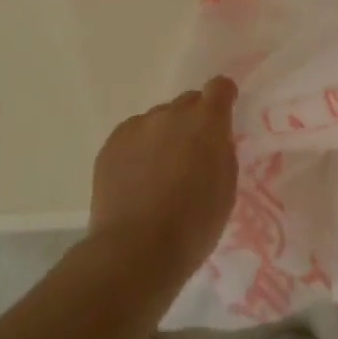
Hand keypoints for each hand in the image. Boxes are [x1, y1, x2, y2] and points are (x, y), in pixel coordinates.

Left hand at [88, 77, 238, 287]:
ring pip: (157, 121)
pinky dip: (139, 150)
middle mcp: (170, 114)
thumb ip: (221, 152)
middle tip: (191, 154)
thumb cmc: (193, 225)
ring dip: (164, 136)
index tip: (223, 113)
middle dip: (193, 121)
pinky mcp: (111, 143)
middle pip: (187, 103)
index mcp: (206, 122)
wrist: (136, 250)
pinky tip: (136, 180)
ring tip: (159, 173)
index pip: (219, 87)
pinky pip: (132, 136)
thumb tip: (213, 140)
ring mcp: (137, 126)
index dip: (223, 97)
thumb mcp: (226, 188)